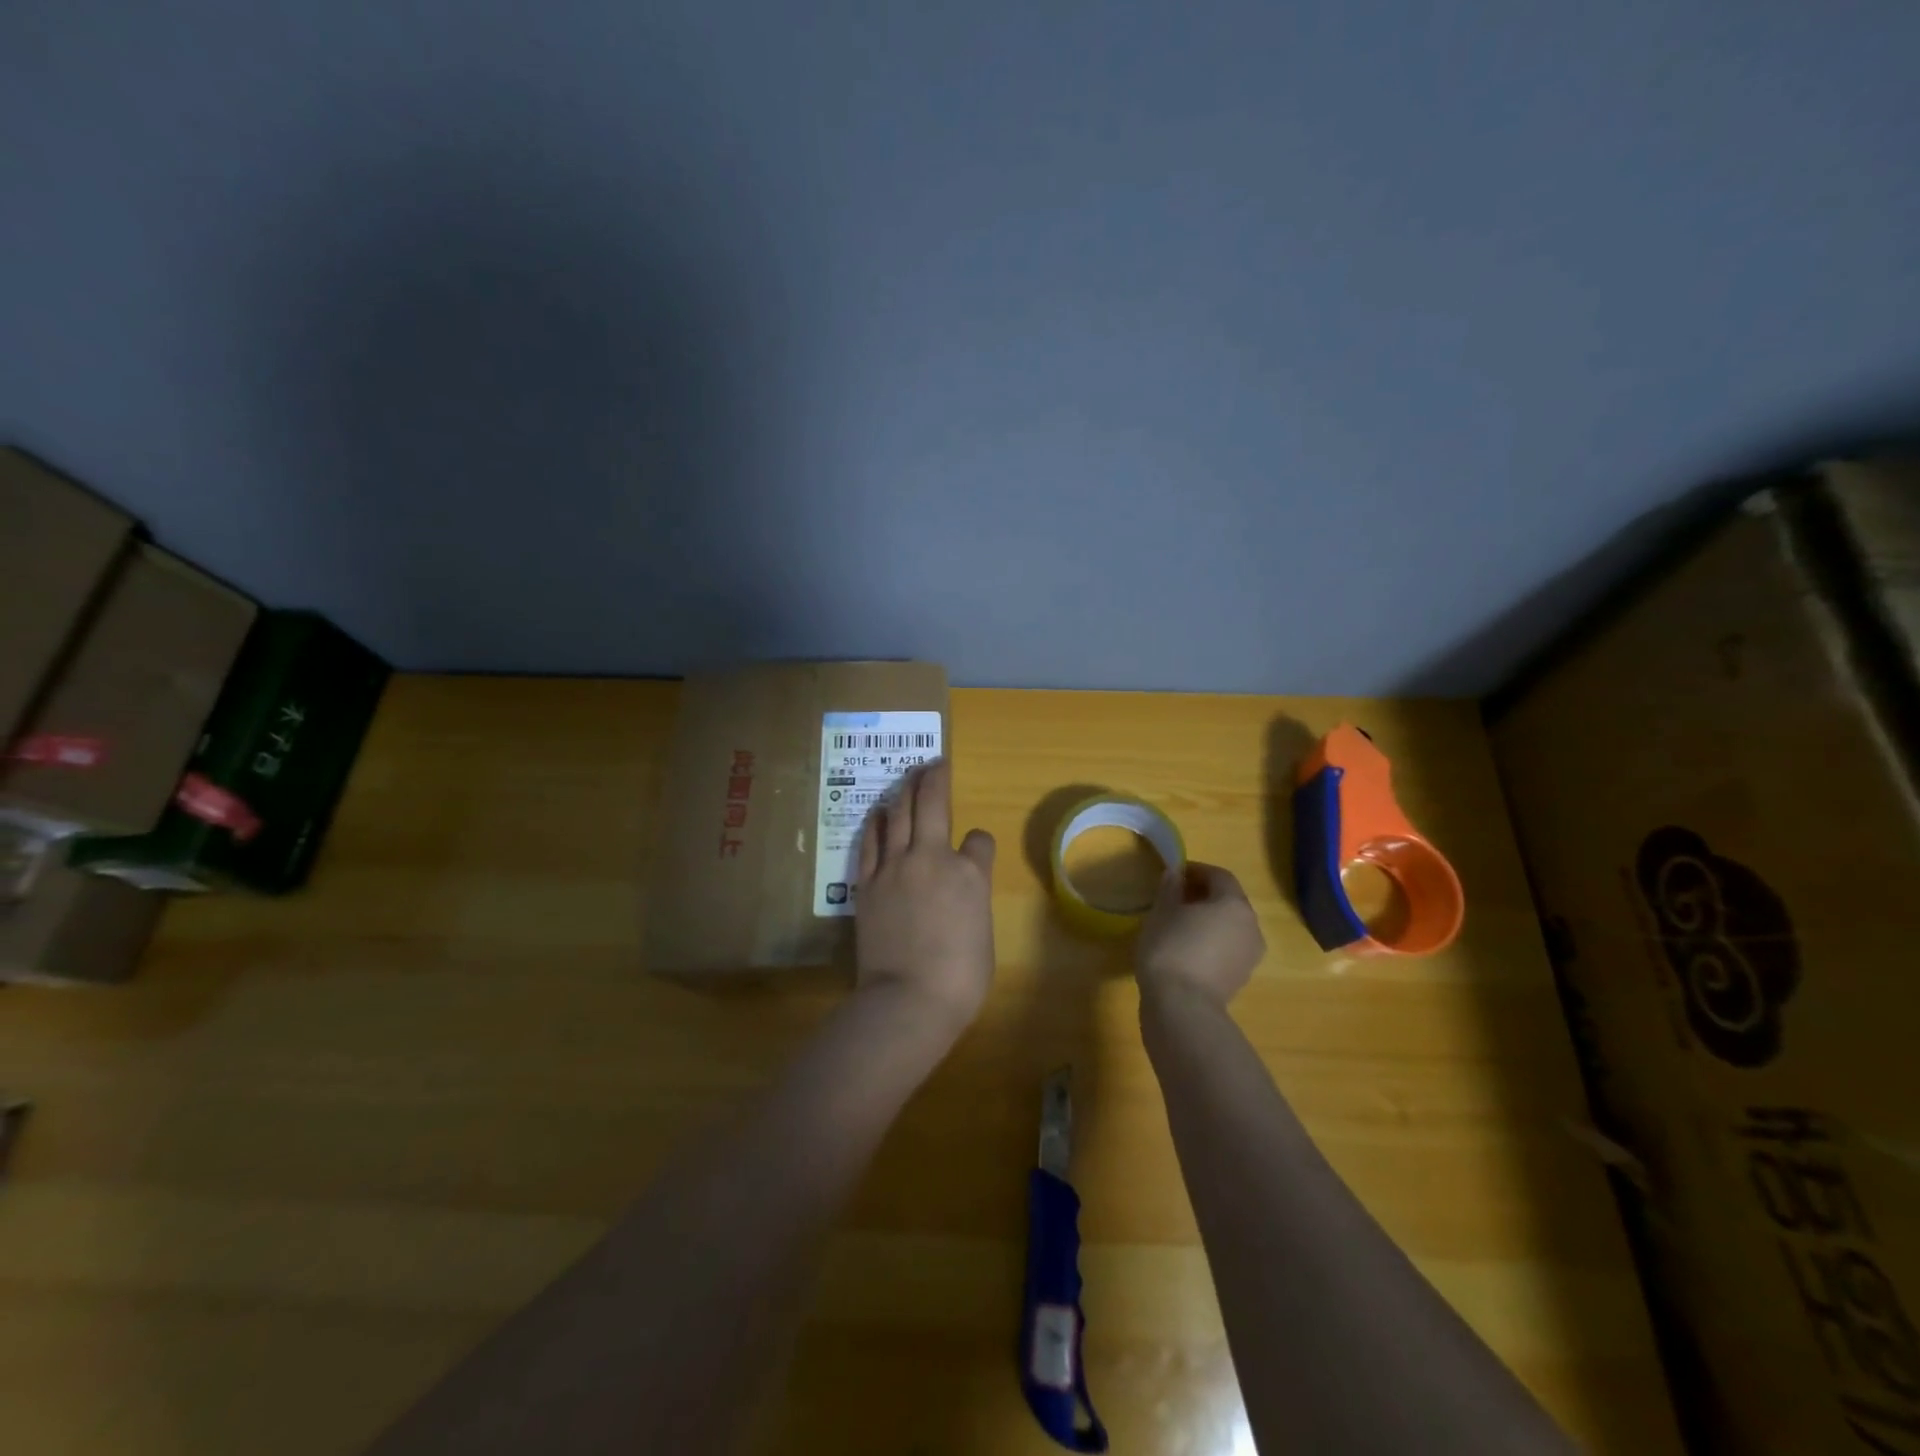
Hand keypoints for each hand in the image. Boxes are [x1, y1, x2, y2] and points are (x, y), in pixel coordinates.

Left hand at [854, 759, 996, 1038]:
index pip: (979, 840)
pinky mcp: (867, 882)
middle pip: (932, 803)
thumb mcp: (983, 934)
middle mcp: (932, 858)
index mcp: (969, 874)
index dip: (979, 841)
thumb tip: (962, 888)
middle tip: (935, 763)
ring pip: (899, 813)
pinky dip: (877, 822)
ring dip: (905, 790)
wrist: (908, 999)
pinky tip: (879, 812)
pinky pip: (871, 840)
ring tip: (909, 775)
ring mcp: (895, 866)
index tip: (976, 848)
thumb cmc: (959, 978)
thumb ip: (973, 899)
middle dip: (935, 778)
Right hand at [1135, 862, 1265, 1008]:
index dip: (1197, 870)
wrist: (1182, 1006)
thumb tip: (1176, 874)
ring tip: (1180, 925)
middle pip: (1229, 900)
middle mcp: (1251, 925)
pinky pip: (1228, 948)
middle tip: (1176, 898)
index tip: (1175, 874)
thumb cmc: (1170, 947)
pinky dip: (1212, 942)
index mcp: (1233, 904)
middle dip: (1204, 895)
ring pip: (1230, 926)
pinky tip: (1188, 949)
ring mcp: (1250, 954)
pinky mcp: (1242, 977)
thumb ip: (1170, 888)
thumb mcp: (1162, 912)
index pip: (1219, 876)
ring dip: (1210, 920)